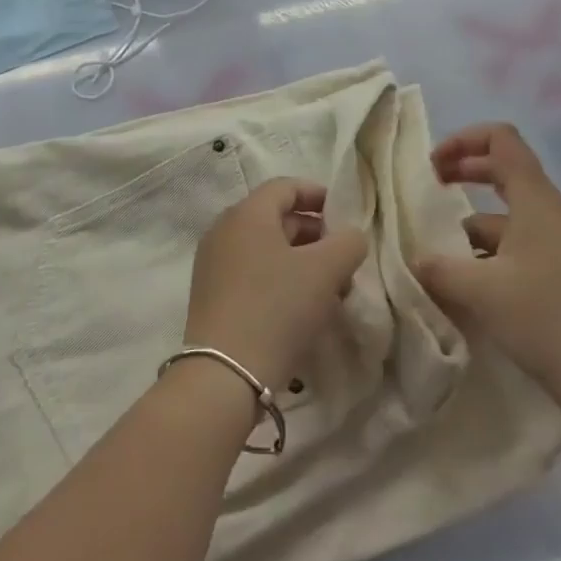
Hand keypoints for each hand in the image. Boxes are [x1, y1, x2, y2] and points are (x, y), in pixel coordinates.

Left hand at [185, 179, 368, 393]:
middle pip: (275, 218)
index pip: (285, 187)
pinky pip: (251, 272)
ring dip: (300, 260)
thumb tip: (351, 236)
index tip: (344, 215)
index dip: (318, 195)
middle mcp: (224, 230)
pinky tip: (302, 307)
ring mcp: (213, 264)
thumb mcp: (325, 270)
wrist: (225, 373)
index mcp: (247, 214)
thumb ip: (348, 243)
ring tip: (330, 287)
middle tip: (343, 257)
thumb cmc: (277, 307)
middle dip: (314, 233)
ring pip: (265, 248)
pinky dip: (279, 278)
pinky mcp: (210, 295)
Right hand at [415, 124, 560, 412]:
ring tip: (442, 250)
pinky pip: (517, 240)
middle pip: (504, 168)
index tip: (434, 166)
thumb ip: (438, 268)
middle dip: (464, 171)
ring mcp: (558, 239)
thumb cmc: (543, 318)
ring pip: (508, 211)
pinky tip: (470, 280)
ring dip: (472, 220)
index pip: (501, 139)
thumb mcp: (478, 291)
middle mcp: (549, 210)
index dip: (463, 140)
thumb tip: (414, 260)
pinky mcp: (559, 267)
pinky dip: (489, 248)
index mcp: (534, 199)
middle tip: (432, 188)